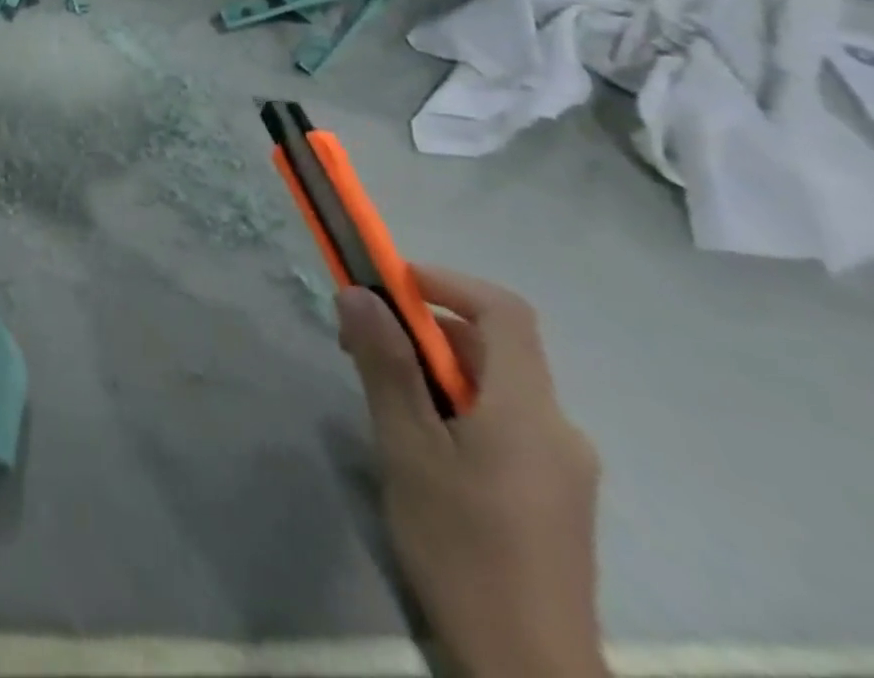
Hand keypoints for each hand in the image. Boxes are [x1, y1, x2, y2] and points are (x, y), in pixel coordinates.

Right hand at [338, 268, 606, 677]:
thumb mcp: (407, 448)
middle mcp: (558, 428)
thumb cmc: (462, 548)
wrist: (528, 670)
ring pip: (494, 387)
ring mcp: (563, 466)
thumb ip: (386, 365)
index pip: (504, 312)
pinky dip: (456, 406)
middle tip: (360, 345)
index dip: (447, 282)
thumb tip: (358, 293)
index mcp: (529, 411)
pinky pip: (504, 422)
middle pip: (494, 348)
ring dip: (434, 370)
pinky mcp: (555, 496)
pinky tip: (421, 444)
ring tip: (381, 398)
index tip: (389, 282)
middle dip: (423, 330)